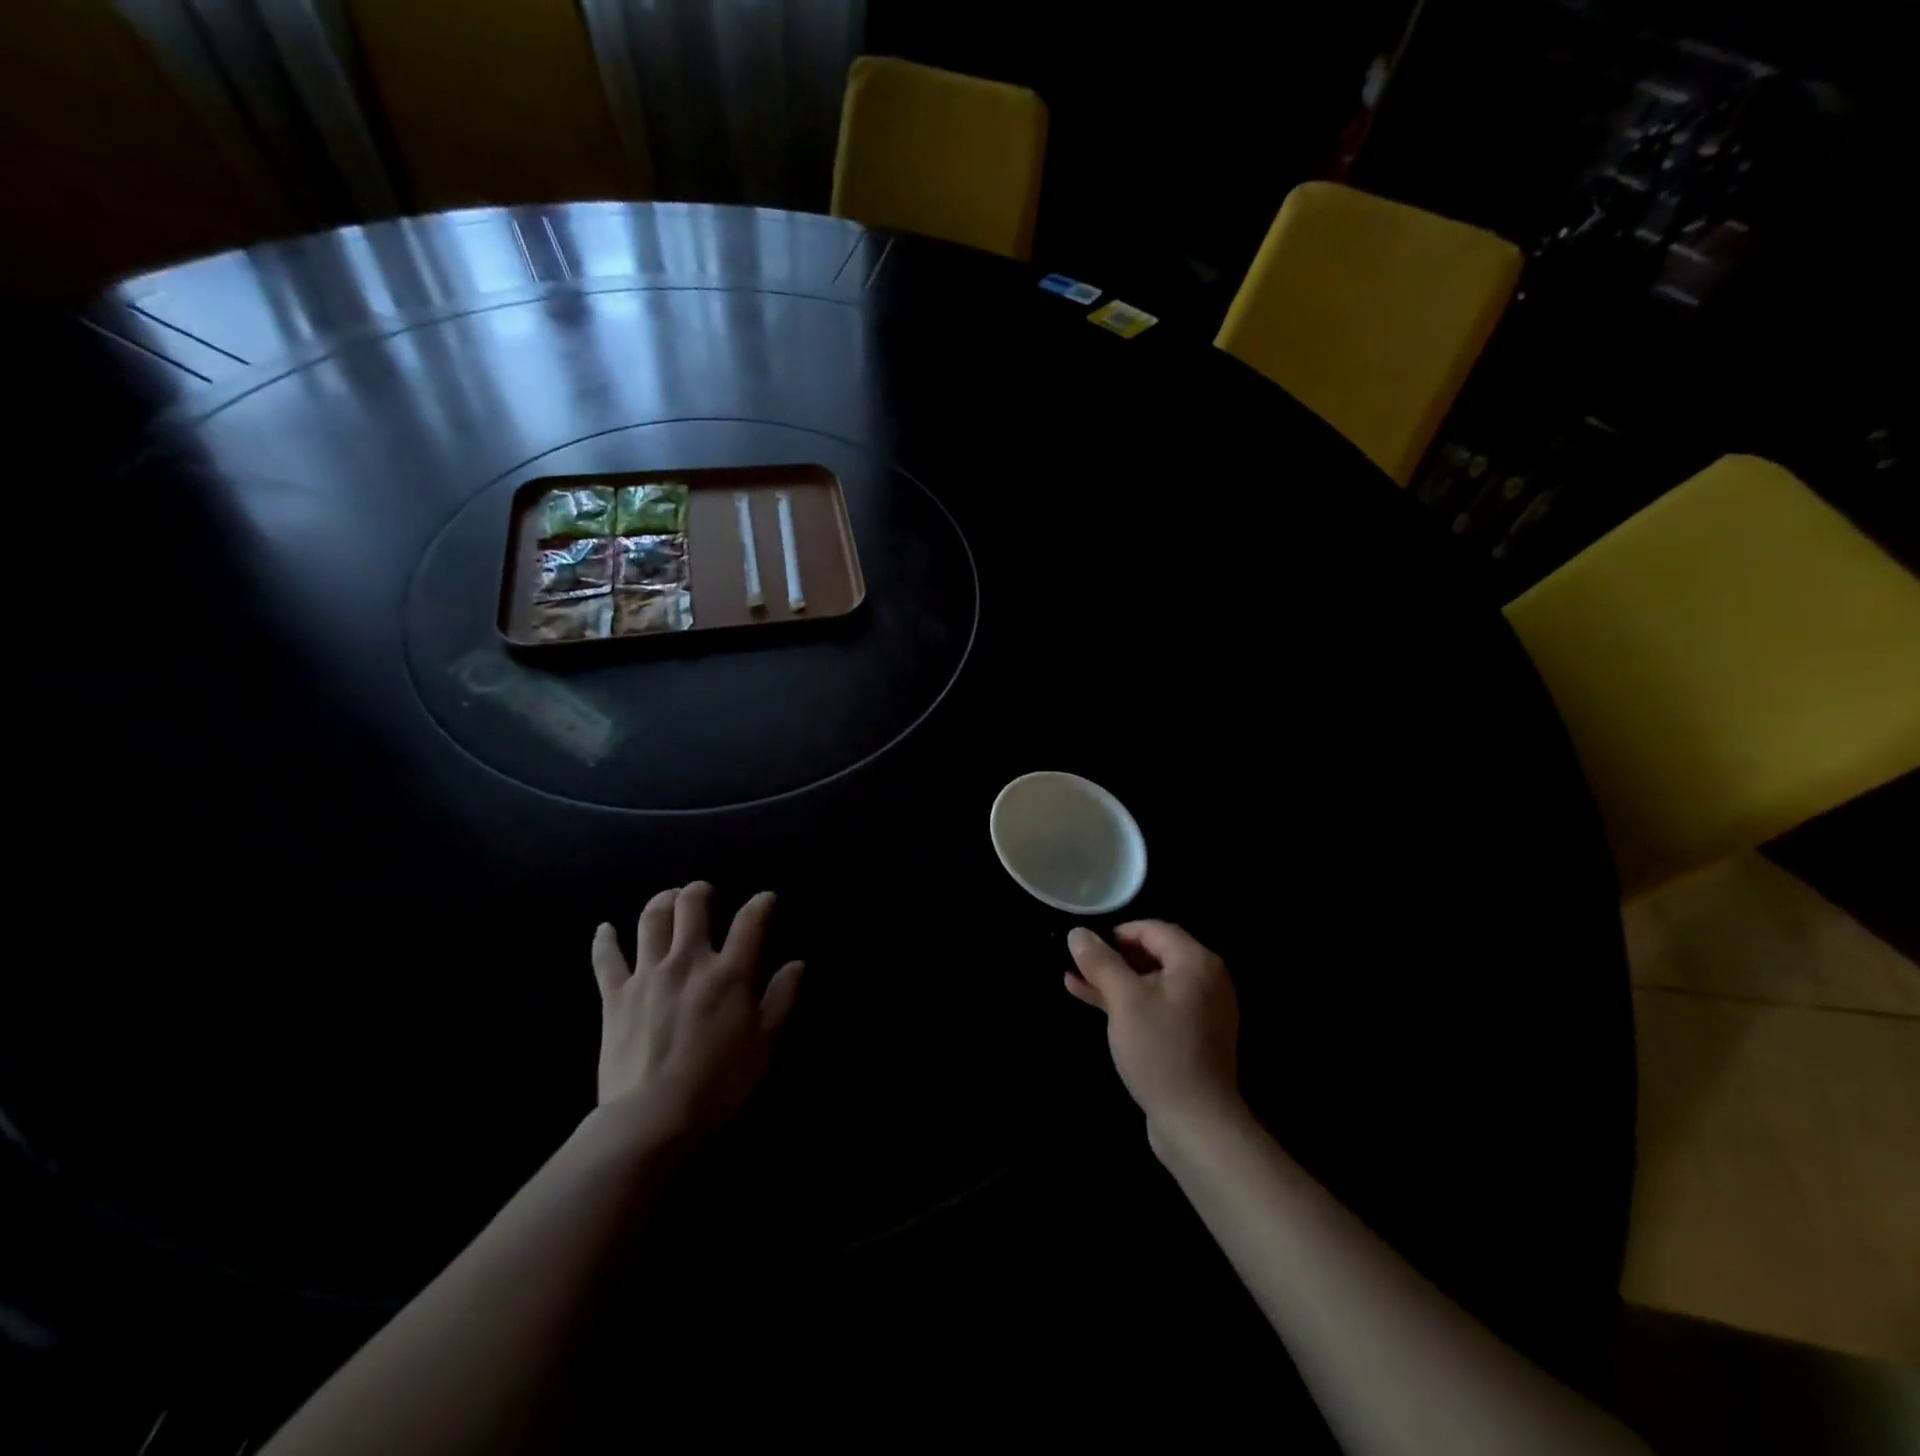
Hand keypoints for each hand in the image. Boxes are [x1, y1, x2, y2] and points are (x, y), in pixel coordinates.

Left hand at [590, 883, 803, 1143]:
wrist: (652, 1117)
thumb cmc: (719, 1081)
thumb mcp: (766, 1043)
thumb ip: (783, 998)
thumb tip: (797, 964)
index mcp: (729, 972)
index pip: (750, 921)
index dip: (762, 904)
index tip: (767, 900)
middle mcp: (688, 961)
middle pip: (692, 905)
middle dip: (701, 892)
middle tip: (706, 895)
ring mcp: (648, 975)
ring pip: (651, 920)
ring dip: (661, 902)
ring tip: (668, 899)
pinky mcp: (616, 996)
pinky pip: (606, 959)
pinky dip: (604, 940)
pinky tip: (605, 929)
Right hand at [1066, 921, 1241, 1140]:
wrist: (1196, 1123)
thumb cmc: (1160, 1050)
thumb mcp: (1124, 1000)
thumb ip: (1100, 962)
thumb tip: (1078, 932)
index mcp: (1196, 962)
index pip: (1154, 930)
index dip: (1117, 933)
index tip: (1086, 944)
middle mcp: (1205, 981)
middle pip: (1153, 955)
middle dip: (1112, 958)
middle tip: (1077, 962)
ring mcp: (1200, 1012)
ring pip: (1150, 984)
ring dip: (1114, 982)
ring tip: (1075, 981)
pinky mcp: (1191, 1038)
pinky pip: (1156, 1008)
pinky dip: (1128, 1004)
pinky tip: (1094, 1004)